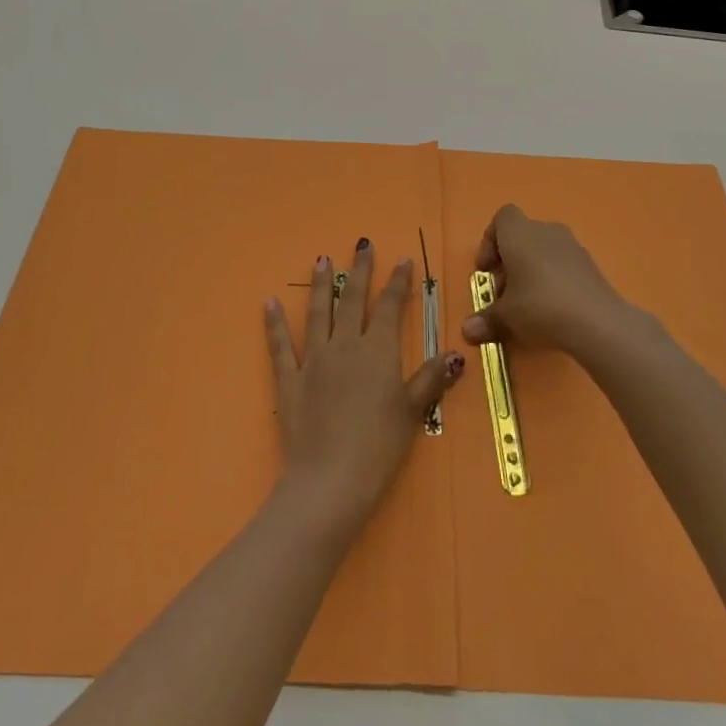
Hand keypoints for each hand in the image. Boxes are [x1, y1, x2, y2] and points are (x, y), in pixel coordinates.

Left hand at [264, 241, 464, 534]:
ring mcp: (313, 360)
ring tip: (321, 259)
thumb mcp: (412, 413)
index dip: (398, 282)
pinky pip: (280, 346)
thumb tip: (457, 353)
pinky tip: (268, 303)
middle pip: (353, 300)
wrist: (329, 481)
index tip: (403, 260)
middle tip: (362, 244)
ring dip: (320, 285)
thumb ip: (431, 379)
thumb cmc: (378, 448)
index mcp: (378, 351)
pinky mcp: (289, 380)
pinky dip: (274, 323)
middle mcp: (345, 346)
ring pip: (317, 313)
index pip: (391, 307)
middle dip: (360, 271)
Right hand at [462, 204, 655, 366]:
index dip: (490, 241)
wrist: (597, 322)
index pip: (502, 218)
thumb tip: (467, 332)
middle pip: (521, 237)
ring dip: (531, 272)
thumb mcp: (505, 317)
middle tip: (503, 295)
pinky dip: (553, 280)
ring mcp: (572, 246)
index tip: (486, 270)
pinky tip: (552, 309)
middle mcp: (546, 231)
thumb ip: (485, 320)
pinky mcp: (590, 265)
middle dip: (508, 263)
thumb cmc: (540, 306)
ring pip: (543, 251)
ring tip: (526, 305)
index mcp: (520, 233)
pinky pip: (562, 265)